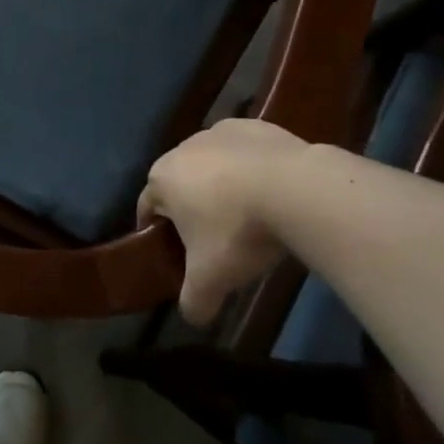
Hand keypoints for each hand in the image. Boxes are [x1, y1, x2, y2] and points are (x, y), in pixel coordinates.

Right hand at [138, 119, 311, 325]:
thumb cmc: (237, 231)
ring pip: (214, 164)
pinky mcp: (257, 126)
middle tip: (214, 241)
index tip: (175, 254)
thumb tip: (192, 317)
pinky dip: (253, 168)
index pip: (147, 207)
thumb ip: (193, 300)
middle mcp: (185, 147)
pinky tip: (273, 193)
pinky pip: (246, 152)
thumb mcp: (210, 278)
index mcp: (163, 178)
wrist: (296, 189)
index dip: (157, 233)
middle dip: (192, 208)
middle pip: (180, 182)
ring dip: (223, 185)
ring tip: (249, 216)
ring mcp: (222, 131)